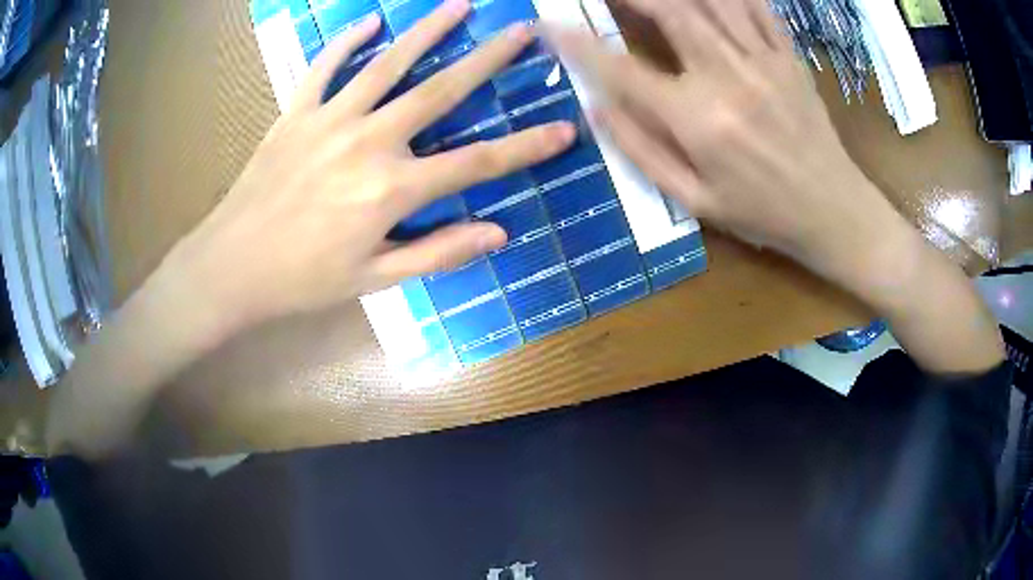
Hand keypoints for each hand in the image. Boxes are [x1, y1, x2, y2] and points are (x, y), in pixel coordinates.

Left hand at [165, 1, 574, 333]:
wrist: (231, 267)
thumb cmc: (302, 280)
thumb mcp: (374, 279)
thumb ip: (438, 252)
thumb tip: (497, 233)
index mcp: (392, 189)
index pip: (478, 163)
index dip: (526, 147)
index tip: (563, 128)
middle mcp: (369, 142)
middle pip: (441, 91)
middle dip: (488, 58)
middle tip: (521, 30)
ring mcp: (330, 120)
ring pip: (388, 64)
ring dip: (427, 31)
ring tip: (459, 6)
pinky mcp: (296, 113)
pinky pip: (324, 68)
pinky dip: (346, 42)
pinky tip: (369, 23)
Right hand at [548, 0, 904, 275]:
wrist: (833, 211)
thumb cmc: (763, 213)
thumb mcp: (695, 201)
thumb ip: (641, 151)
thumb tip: (595, 107)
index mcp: (699, 121)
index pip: (622, 70)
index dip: (578, 45)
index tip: (550, 27)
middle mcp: (728, 78)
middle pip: (670, 10)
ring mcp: (763, 61)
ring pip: (712, 0)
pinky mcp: (788, 57)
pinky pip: (755, 6)